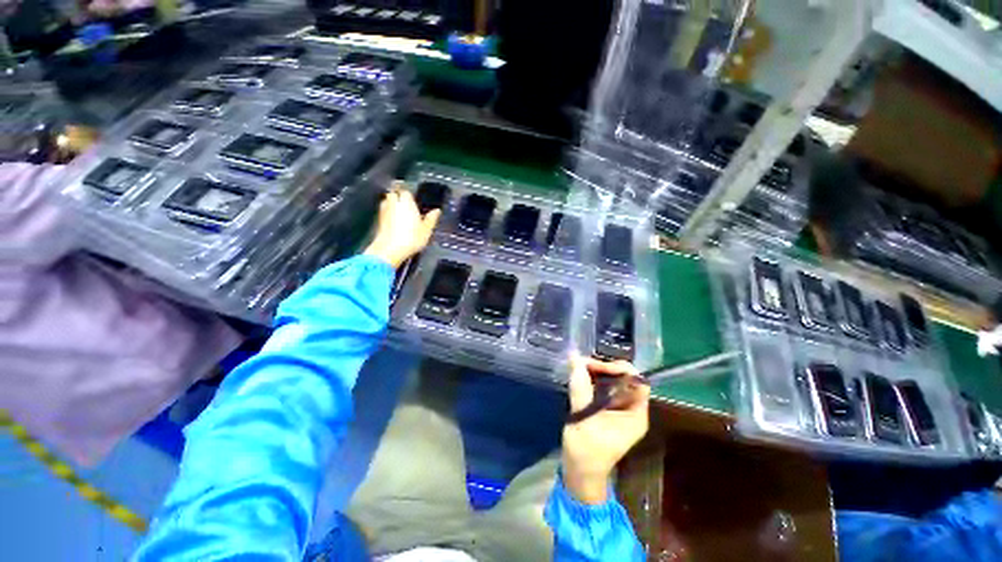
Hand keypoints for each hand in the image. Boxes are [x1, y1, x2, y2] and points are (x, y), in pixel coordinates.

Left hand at [364, 182, 440, 268]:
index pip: (406, 192)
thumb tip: (437, 210)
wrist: (389, 250)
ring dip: (392, 204)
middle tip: (406, 204)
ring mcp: (384, 211)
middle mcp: (394, 204)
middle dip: (398, 196)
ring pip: (387, 202)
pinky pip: (384, 212)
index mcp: (406, 203)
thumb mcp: (426, 230)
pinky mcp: (378, 220)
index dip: (410, 195)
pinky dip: (388, 213)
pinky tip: (394, 221)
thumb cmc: (411, 238)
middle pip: (393, 194)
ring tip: (399, 211)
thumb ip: (431, 219)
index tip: (414, 200)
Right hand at [562, 356, 649, 504]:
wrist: (580, 474)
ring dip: (597, 372)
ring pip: (614, 382)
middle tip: (582, 364)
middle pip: (625, 379)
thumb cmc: (586, 451)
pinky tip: (580, 376)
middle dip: (605, 368)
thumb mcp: (582, 418)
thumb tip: (575, 357)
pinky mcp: (608, 411)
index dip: (619, 369)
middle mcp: (631, 410)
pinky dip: (593, 380)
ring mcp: (620, 410)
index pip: (637, 381)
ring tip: (579, 367)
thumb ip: (580, 388)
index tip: (596, 366)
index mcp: (635, 415)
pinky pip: (605, 388)